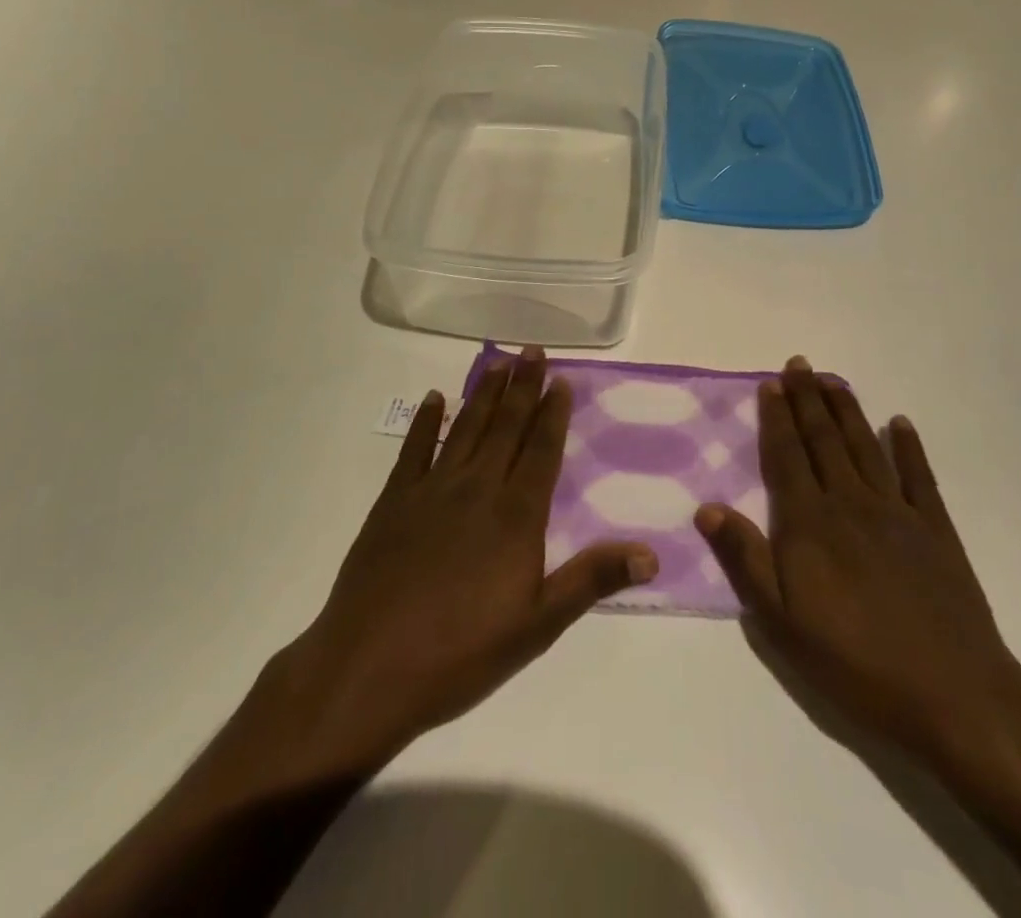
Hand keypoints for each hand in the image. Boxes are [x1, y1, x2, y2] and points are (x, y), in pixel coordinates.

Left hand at [258, 347, 658, 778]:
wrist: (368, 669)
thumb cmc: (461, 653)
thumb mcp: (537, 626)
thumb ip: (592, 580)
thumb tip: (651, 552)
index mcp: (515, 515)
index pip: (542, 450)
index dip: (553, 412)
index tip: (561, 380)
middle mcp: (477, 489)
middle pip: (506, 426)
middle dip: (523, 386)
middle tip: (533, 350)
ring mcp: (432, 490)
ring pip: (466, 428)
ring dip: (484, 393)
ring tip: (498, 362)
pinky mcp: (394, 501)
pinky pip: (414, 449)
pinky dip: (426, 422)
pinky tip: (435, 399)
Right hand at [696, 356, 1020, 773]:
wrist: (953, 695)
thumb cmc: (855, 663)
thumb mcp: (782, 623)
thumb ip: (746, 559)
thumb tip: (706, 507)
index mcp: (810, 523)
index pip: (787, 456)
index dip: (777, 418)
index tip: (771, 384)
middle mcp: (851, 503)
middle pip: (824, 440)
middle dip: (808, 399)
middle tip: (799, 364)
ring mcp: (897, 512)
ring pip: (865, 446)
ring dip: (847, 410)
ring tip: (833, 380)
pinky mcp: (936, 530)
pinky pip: (918, 475)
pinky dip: (908, 446)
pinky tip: (900, 423)